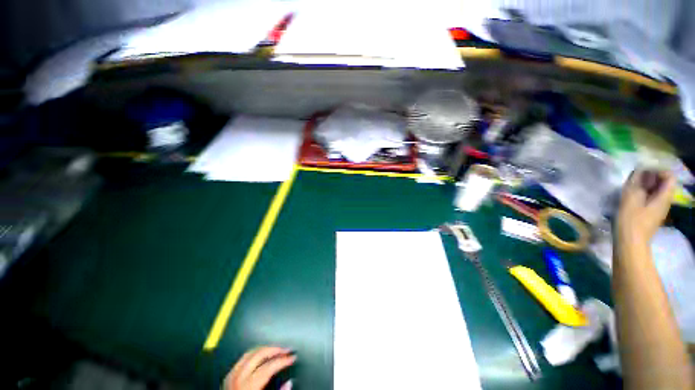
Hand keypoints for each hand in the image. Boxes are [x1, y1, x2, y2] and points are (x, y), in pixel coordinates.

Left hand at [223, 346, 295, 389]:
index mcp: (247, 386)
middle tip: (286, 350)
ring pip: (250, 353)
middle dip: (275, 349)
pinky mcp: (227, 378)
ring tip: (275, 349)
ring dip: (264, 349)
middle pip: (259, 354)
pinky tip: (260, 355)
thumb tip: (289, 383)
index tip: (292, 357)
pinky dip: (254, 354)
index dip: (283, 360)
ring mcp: (230, 377)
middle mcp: (237, 379)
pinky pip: (242, 359)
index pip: (269, 366)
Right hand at [617, 169, 675, 241]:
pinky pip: (651, 198)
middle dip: (651, 177)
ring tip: (632, 186)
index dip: (658, 170)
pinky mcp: (651, 214)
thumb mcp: (631, 197)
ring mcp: (658, 209)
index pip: (669, 176)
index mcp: (664, 197)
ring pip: (657, 191)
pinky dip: (643, 194)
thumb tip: (640, 169)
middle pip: (664, 183)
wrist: (630, 243)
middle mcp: (665, 201)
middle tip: (636, 177)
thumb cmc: (631, 220)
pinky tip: (632, 197)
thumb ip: (636, 182)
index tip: (644, 171)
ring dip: (646, 186)